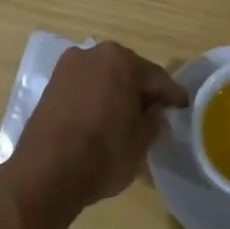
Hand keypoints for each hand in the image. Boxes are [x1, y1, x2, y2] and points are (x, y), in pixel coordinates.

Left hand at [3, 42, 188, 218]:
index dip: (172, 95)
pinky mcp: (49, 87)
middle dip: (141, 90)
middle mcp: (91, 55)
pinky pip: (83, 89)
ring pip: (103, 79)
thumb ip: (153, 120)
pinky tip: (103, 119)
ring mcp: (66, 69)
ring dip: (116, 94)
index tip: (183, 106)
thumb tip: (154, 113)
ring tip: (129, 118)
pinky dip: (96, 100)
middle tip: (157, 111)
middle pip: (126, 71)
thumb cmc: (103, 153)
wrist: (46, 173)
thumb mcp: (141, 141)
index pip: (155, 77)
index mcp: (119, 60)